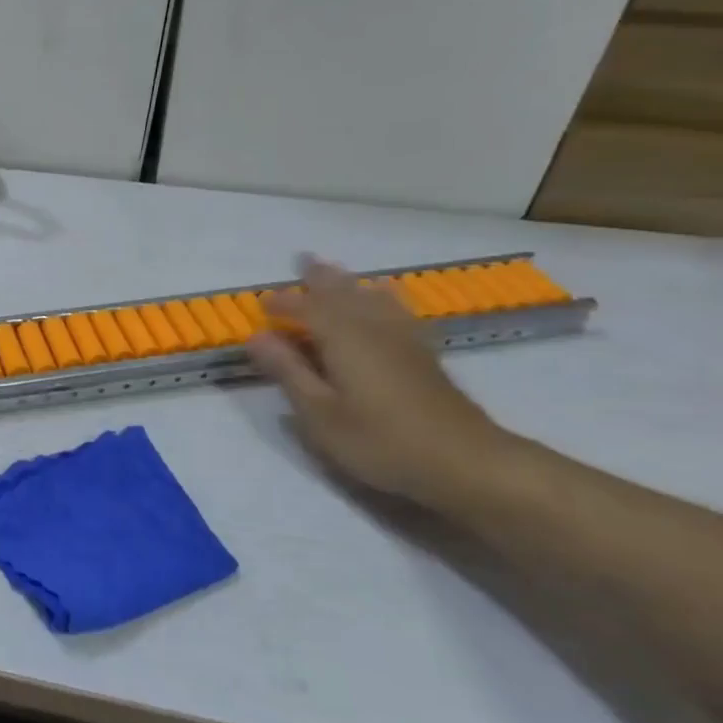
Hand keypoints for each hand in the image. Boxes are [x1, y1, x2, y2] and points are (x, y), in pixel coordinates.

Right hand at [242, 256, 513, 508]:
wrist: (465, 462)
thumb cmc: (380, 441)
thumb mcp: (319, 413)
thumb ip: (289, 371)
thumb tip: (256, 336)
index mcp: (343, 338)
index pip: (306, 308)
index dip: (282, 303)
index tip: (261, 304)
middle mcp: (373, 328)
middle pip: (344, 293)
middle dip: (321, 278)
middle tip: (304, 260)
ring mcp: (404, 339)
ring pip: (374, 298)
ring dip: (352, 283)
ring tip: (339, 273)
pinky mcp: (425, 355)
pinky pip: (398, 311)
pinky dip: (384, 298)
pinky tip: (387, 300)